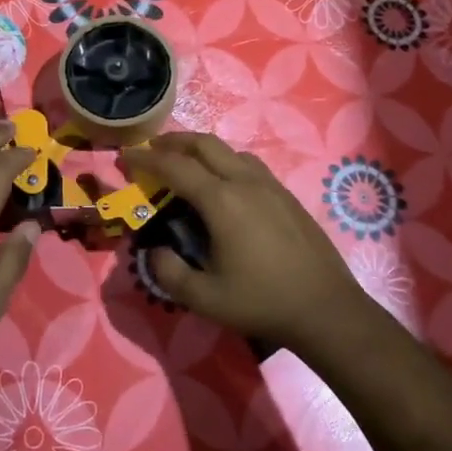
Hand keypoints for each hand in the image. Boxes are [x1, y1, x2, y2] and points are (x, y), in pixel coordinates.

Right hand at [122, 132, 368, 354]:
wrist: (326, 308)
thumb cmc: (262, 302)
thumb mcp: (205, 297)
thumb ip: (169, 272)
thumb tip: (155, 250)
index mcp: (221, 200)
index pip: (174, 167)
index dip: (145, 159)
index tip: (125, 156)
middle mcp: (244, 181)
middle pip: (203, 144)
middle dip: (173, 141)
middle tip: (152, 150)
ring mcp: (269, 185)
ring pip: (229, 150)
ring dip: (201, 148)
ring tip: (185, 162)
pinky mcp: (286, 195)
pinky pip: (248, 163)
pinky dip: (224, 160)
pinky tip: (224, 183)